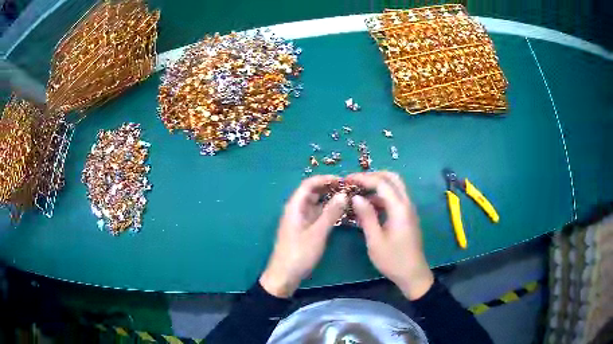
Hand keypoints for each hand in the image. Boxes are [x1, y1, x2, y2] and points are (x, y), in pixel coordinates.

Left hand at [260, 175, 347, 297]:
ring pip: (315, 204)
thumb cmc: (299, 254)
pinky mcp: (303, 230)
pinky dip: (327, 213)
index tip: (343, 180)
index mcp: (294, 207)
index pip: (309, 184)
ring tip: (348, 200)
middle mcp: (296, 210)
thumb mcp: (317, 233)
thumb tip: (344, 194)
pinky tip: (340, 215)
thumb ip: (331, 213)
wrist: (284, 276)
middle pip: (312, 193)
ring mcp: (299, 221)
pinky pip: (316, 216)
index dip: (325, 179)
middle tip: (349, 190)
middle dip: (329, 188)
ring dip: (329, 201)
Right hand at [347, 172, 433, 299]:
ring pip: (395, 187)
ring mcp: (408, 209)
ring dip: (378, 185)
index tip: (347, 179)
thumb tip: (356, 197)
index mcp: (399, 208)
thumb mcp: (375, 240)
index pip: (381, 183)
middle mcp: (406, 204)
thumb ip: (366, 216)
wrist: (413, 274)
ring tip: (359, 192)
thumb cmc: (393, 260)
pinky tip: (368, 206)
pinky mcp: (407, 216)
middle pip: (392, 178)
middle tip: (355, 182)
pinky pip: (395, 198)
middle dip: (373, 176)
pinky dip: (382, 196)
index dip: (363, 178)